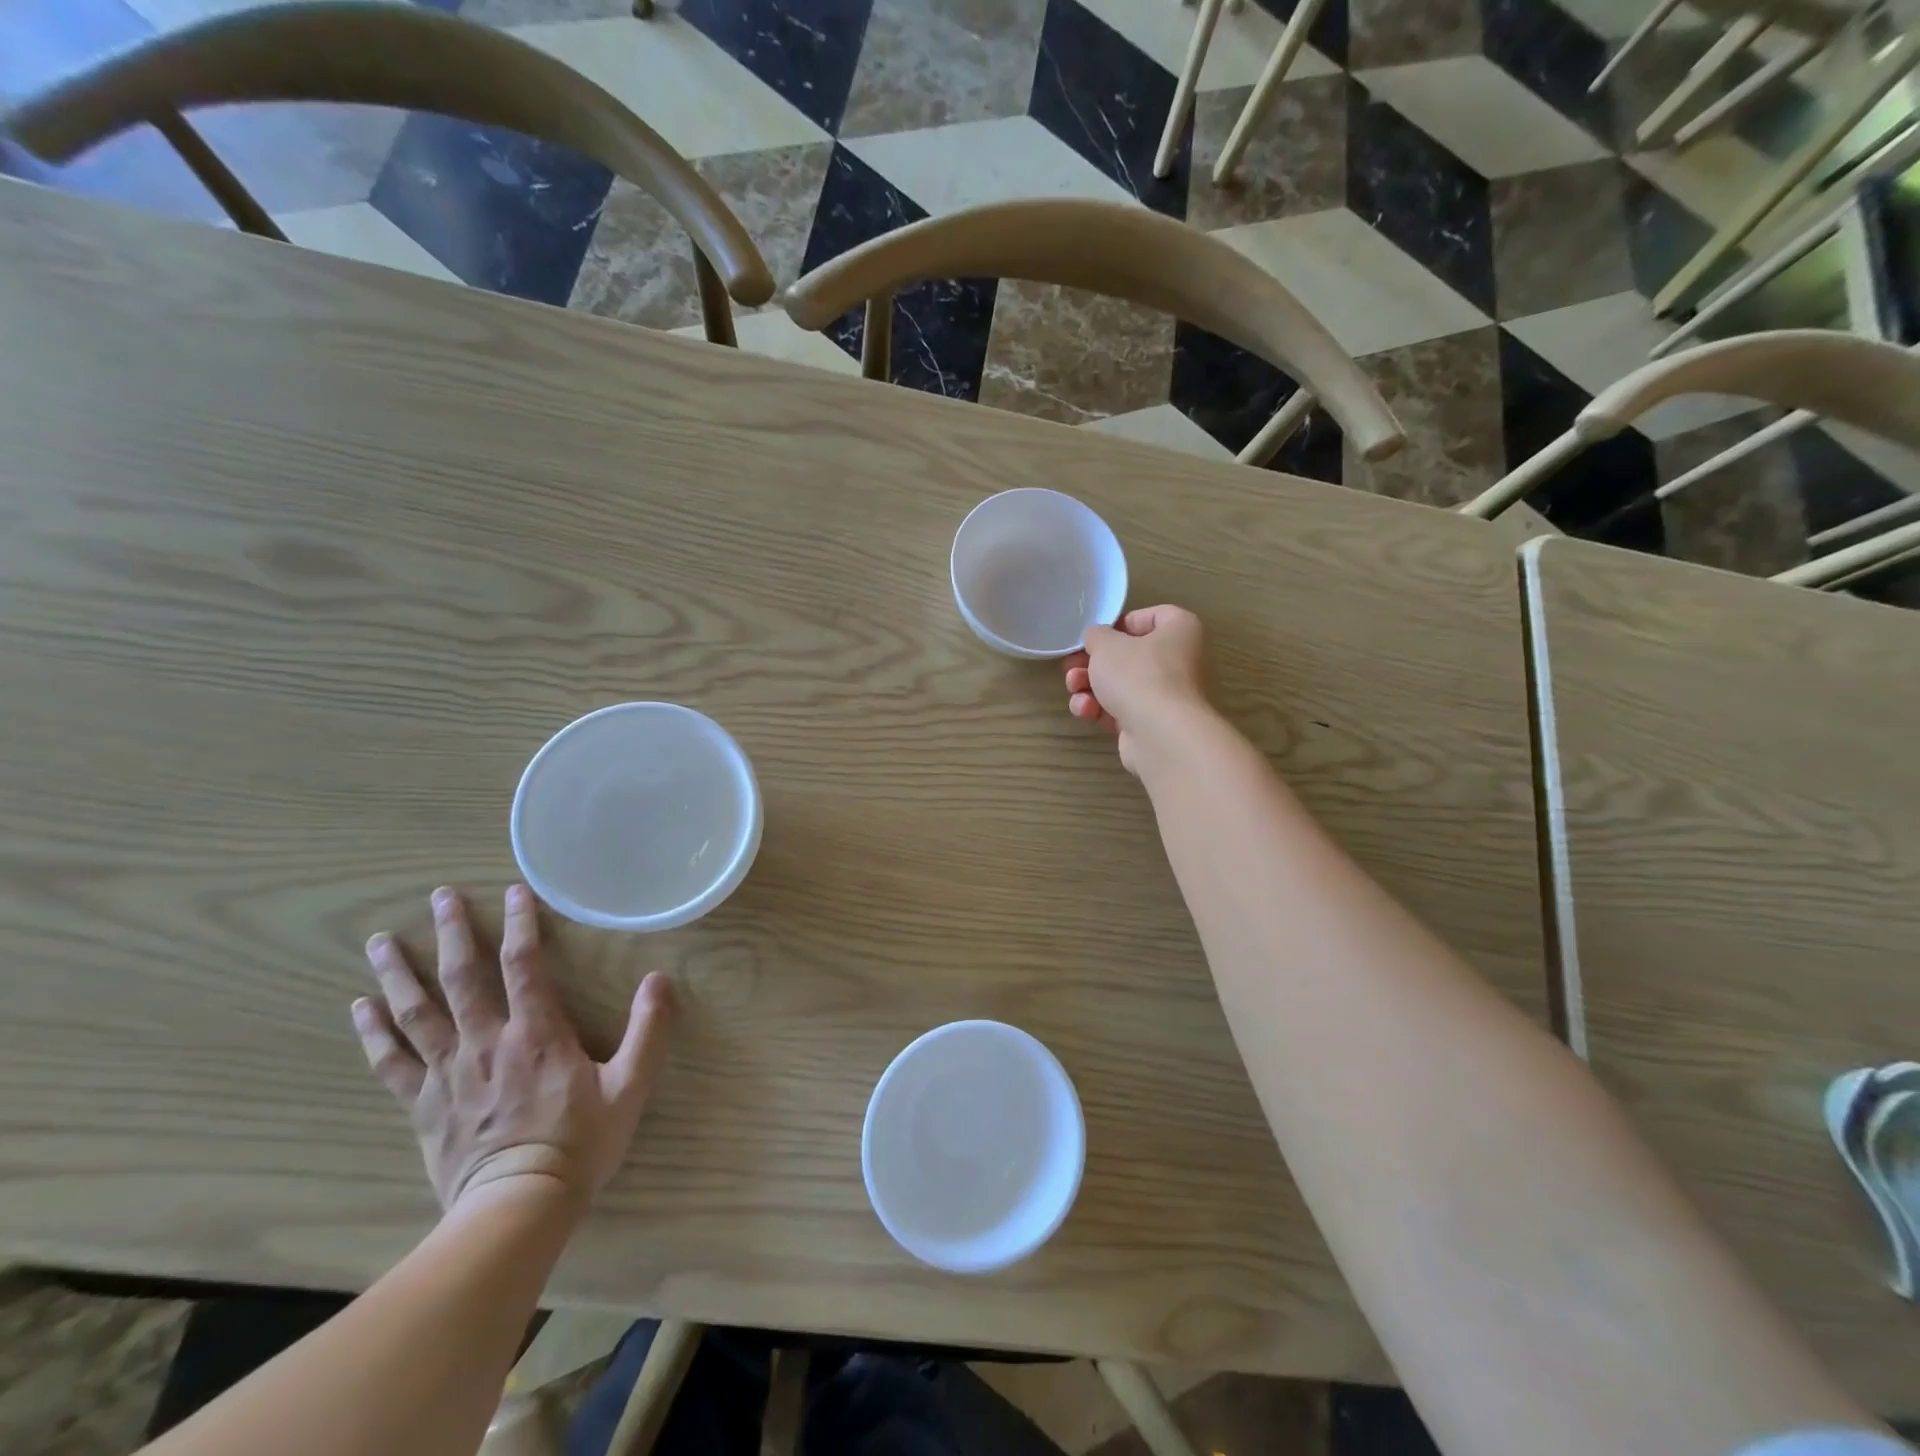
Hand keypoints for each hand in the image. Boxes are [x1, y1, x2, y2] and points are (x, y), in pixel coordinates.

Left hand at [352, 884, 674, 1214]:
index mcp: (537, 1033)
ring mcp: (449, 1072)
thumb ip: (648, 1030)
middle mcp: (486, 1042)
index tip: (514, 891)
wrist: (518, 1209)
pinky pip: (392, 1061)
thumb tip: (660, 979)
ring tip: (379, 941)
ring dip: (398, 972)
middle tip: (438, 896)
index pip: (524, 965)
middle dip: (451, 933)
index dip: (520, 924)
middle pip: (462, 977)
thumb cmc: (580, 1143)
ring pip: (417, 1012)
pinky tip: (359, 1007)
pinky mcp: (424, 1104)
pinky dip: (374, 1032)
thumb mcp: (631, 1085)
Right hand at [1063, 605, 1211, 774]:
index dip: (1120, 624)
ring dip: (1091, 687)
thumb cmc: (1139, 675)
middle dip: (1093, 663)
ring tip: (1074, 689)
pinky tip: (1085, 711)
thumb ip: (1096, 635)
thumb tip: (1097, 639)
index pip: (1153, 617)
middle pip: (1130, 656)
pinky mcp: (1154, 724)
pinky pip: (1124, 710)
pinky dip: (1102, 709)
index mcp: (1181, 630)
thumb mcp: (1106, 644)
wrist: (1161, 736)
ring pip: (1122, 685)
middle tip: (1071, 667)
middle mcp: (1182, 661)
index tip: (1097, 637)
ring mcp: (1169, 696)